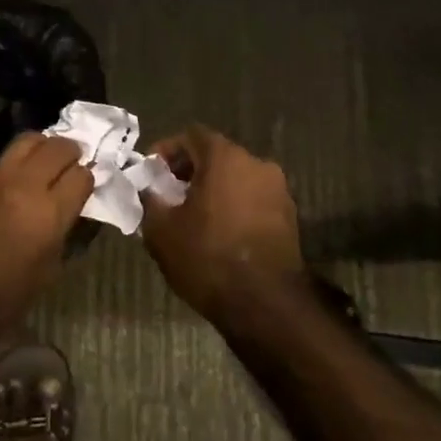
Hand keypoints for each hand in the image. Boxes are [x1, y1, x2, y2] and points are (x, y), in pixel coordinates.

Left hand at [0, 133, 92, 336]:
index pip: (82, 176)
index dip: (86, 180)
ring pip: (26, 142)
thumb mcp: (47, 272)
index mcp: (48, 213)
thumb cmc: (1, 299)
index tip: (83, 188)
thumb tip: (70, 207)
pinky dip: (11, 168)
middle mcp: (22, 185)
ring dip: (41, 149)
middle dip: (70, 154)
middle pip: (57, 147)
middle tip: (69, 165)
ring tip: (42, 163)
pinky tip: (6, 188)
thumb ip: (63, 231)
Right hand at [139, 125, 305, 322]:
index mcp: (225, 157)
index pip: (192, 135)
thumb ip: (151, 200)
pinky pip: (253, 200)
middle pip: (216, 156)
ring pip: (237, 179)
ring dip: (213, 190)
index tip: (151, 173)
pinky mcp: (290, 217)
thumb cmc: (207, 256)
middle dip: (190, 171)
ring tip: (191, 217)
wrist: (265, 304)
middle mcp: (257, 164)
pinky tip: (218, 233)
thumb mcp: (161, 229)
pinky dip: (233, 207)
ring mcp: (278, 191)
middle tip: (168, 195)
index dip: (167, 150)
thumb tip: (150, 190)